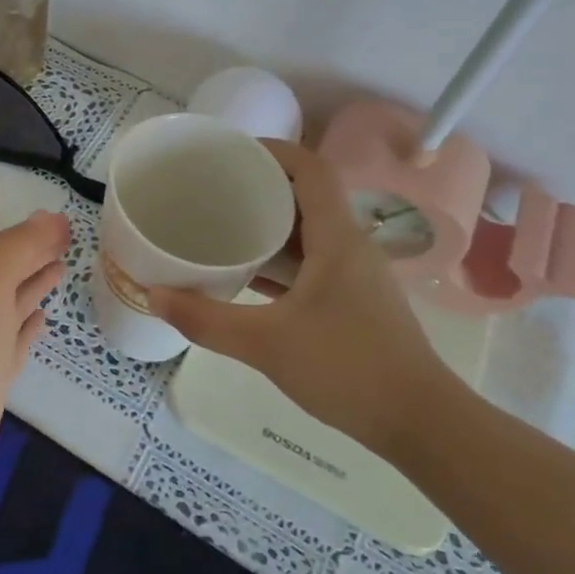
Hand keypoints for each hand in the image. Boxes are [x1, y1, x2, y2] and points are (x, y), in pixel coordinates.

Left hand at [0, 209, 69, 492]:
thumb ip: (20, 248)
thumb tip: (51, 216)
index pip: (2, 247)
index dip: (32, 233)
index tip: (66, 225)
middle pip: (6, 273)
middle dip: (33, 255)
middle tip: (68, 242)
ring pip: (11, 304)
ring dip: (33, 285)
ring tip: (61, 270)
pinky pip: (15, 340)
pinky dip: (28, 325)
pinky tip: (42, 320)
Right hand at [146, 141, 457, 458]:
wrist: (421, 424)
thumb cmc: (348, 368)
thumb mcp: (266, 344)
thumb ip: (206, 320)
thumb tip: (153, 296)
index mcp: (337, 237)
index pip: (311, 168)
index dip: (273, 149)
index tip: (230, 152)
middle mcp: (350, 246)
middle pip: (307, 195)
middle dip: (262, 185)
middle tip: (215, 189)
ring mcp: (356, 275)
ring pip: (310, 231)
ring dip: (270, 224)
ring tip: (224, 226)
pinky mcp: (356, 302)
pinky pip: (314, 261)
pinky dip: (282, 258)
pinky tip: (250, 276)